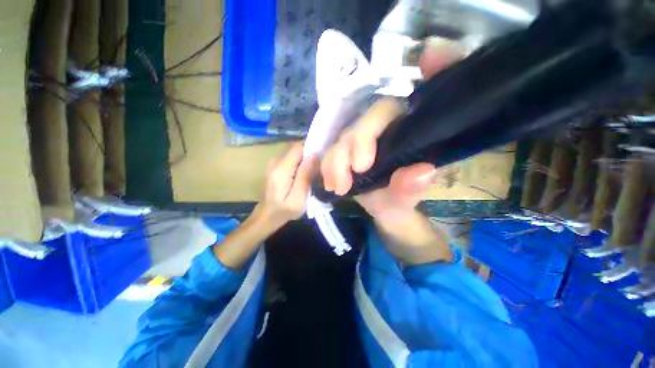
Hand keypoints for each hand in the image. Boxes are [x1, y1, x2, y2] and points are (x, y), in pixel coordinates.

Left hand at [257, 142, 316, 225]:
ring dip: (306, 157)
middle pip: (297, 148)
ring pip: (295, 152)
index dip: (312, 147)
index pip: (299, 147)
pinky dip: (301, 161)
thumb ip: (305, 175)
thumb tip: (314, 154)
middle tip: (321, 165)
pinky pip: (292, 157)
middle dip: (310, 153)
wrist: (267, 215)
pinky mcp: (276, 165)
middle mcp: (276, 160)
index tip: (323, 155)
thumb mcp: (298, 197)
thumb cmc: (284, 210)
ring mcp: (275, 162)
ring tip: (315, 169)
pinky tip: (306, 172)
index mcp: (281, 169)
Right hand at [320, 40, 462, 219]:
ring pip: (339, 140)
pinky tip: (330, 185)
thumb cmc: (397, 199)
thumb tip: (423, 171)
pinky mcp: (345, 150)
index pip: (384, 111)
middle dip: (345, 155)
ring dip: (333, 165)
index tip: (360, 167)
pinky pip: (329, 152)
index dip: (366, 134)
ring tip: (338, 189)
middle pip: (356, 126)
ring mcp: (359, 139)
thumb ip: (412, 187)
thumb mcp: (404, 198)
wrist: (384, 206)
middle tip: (344, 185)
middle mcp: (378, 129)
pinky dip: (326, 169)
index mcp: (401, 130)